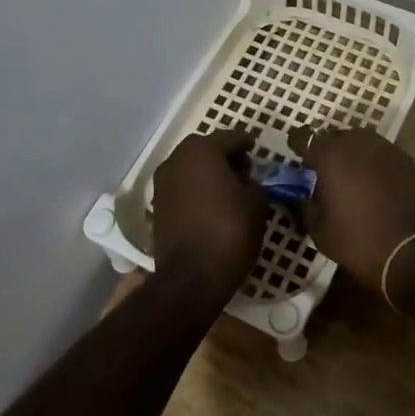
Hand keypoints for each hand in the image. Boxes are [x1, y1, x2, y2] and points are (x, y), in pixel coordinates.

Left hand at [149, 129, 268, 311]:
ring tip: (229, 190)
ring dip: (208, 174)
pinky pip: (182, 188)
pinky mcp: (157, 206)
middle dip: (226, 157)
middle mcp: (177, 159)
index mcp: (202, 150)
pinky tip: (212, 206)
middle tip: (245, 171)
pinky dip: (196, 191)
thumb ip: (255, 183)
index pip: (231, 138)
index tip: (257, 150)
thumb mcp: (257, 203)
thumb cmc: (229, 231)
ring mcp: (162, 183)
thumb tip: (249, 182)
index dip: (247, 144)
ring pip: (191, 168)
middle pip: (207, 150)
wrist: (191, 277)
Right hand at [289, 126, 414, 293]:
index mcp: (331, 155)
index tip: (295, 152)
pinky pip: (383, 155)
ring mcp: (387, 149)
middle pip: (336, 136)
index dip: (298, 143)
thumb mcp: (320, 231)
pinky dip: (374, 164)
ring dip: (353, 154)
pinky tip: (375, 185)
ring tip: (350, 176)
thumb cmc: (359, 243)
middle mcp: (359, 143)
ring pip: (362, 142)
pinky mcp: (408, 161)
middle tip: (324, 170)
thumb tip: (300, 195)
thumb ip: (305, 206)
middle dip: (327, 149)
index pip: (306, 136)